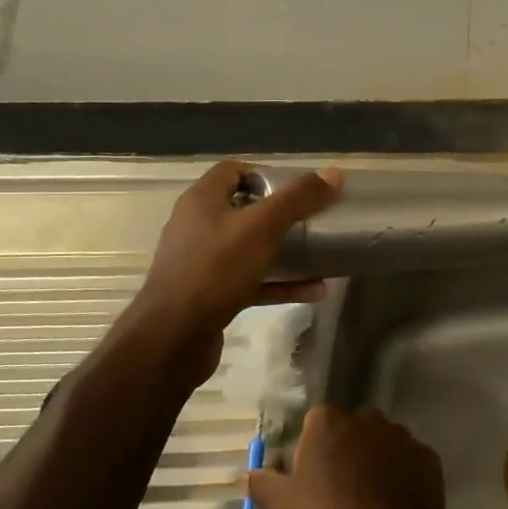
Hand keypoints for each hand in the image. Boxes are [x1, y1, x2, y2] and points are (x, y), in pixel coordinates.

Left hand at [114, 161, 342, 382]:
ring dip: (285, 252)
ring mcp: (203, 263)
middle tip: (313, 219)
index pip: (232, 171)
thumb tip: (333, 173)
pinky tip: (314, 291)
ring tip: (319, 255)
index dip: (265, 174)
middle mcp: (198, 227)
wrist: (174, 337)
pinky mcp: (211, 295)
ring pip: (250, 248)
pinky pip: (252, 281)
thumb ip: (298, 199)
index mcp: (202, 201)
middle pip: (243, 210)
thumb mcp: (262, 228)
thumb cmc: (215, 270)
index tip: (298, 187)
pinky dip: (280, 284)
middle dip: (280, 214)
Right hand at [247, 405, 453, 508]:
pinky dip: (401, 471)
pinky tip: (395, 498)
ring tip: (369, 493)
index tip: (312, 472)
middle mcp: (368, 417)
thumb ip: (263, 483)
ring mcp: (401, 433)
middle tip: (339, 483)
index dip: (313, 444)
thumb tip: (248, 472)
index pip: (317, 419)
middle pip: (351, 426)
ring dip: (375, 458)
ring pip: (382, 440)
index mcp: (331, 422)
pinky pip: (407, 458)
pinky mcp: (425, 452)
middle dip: (346, 447)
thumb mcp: (286, 506)